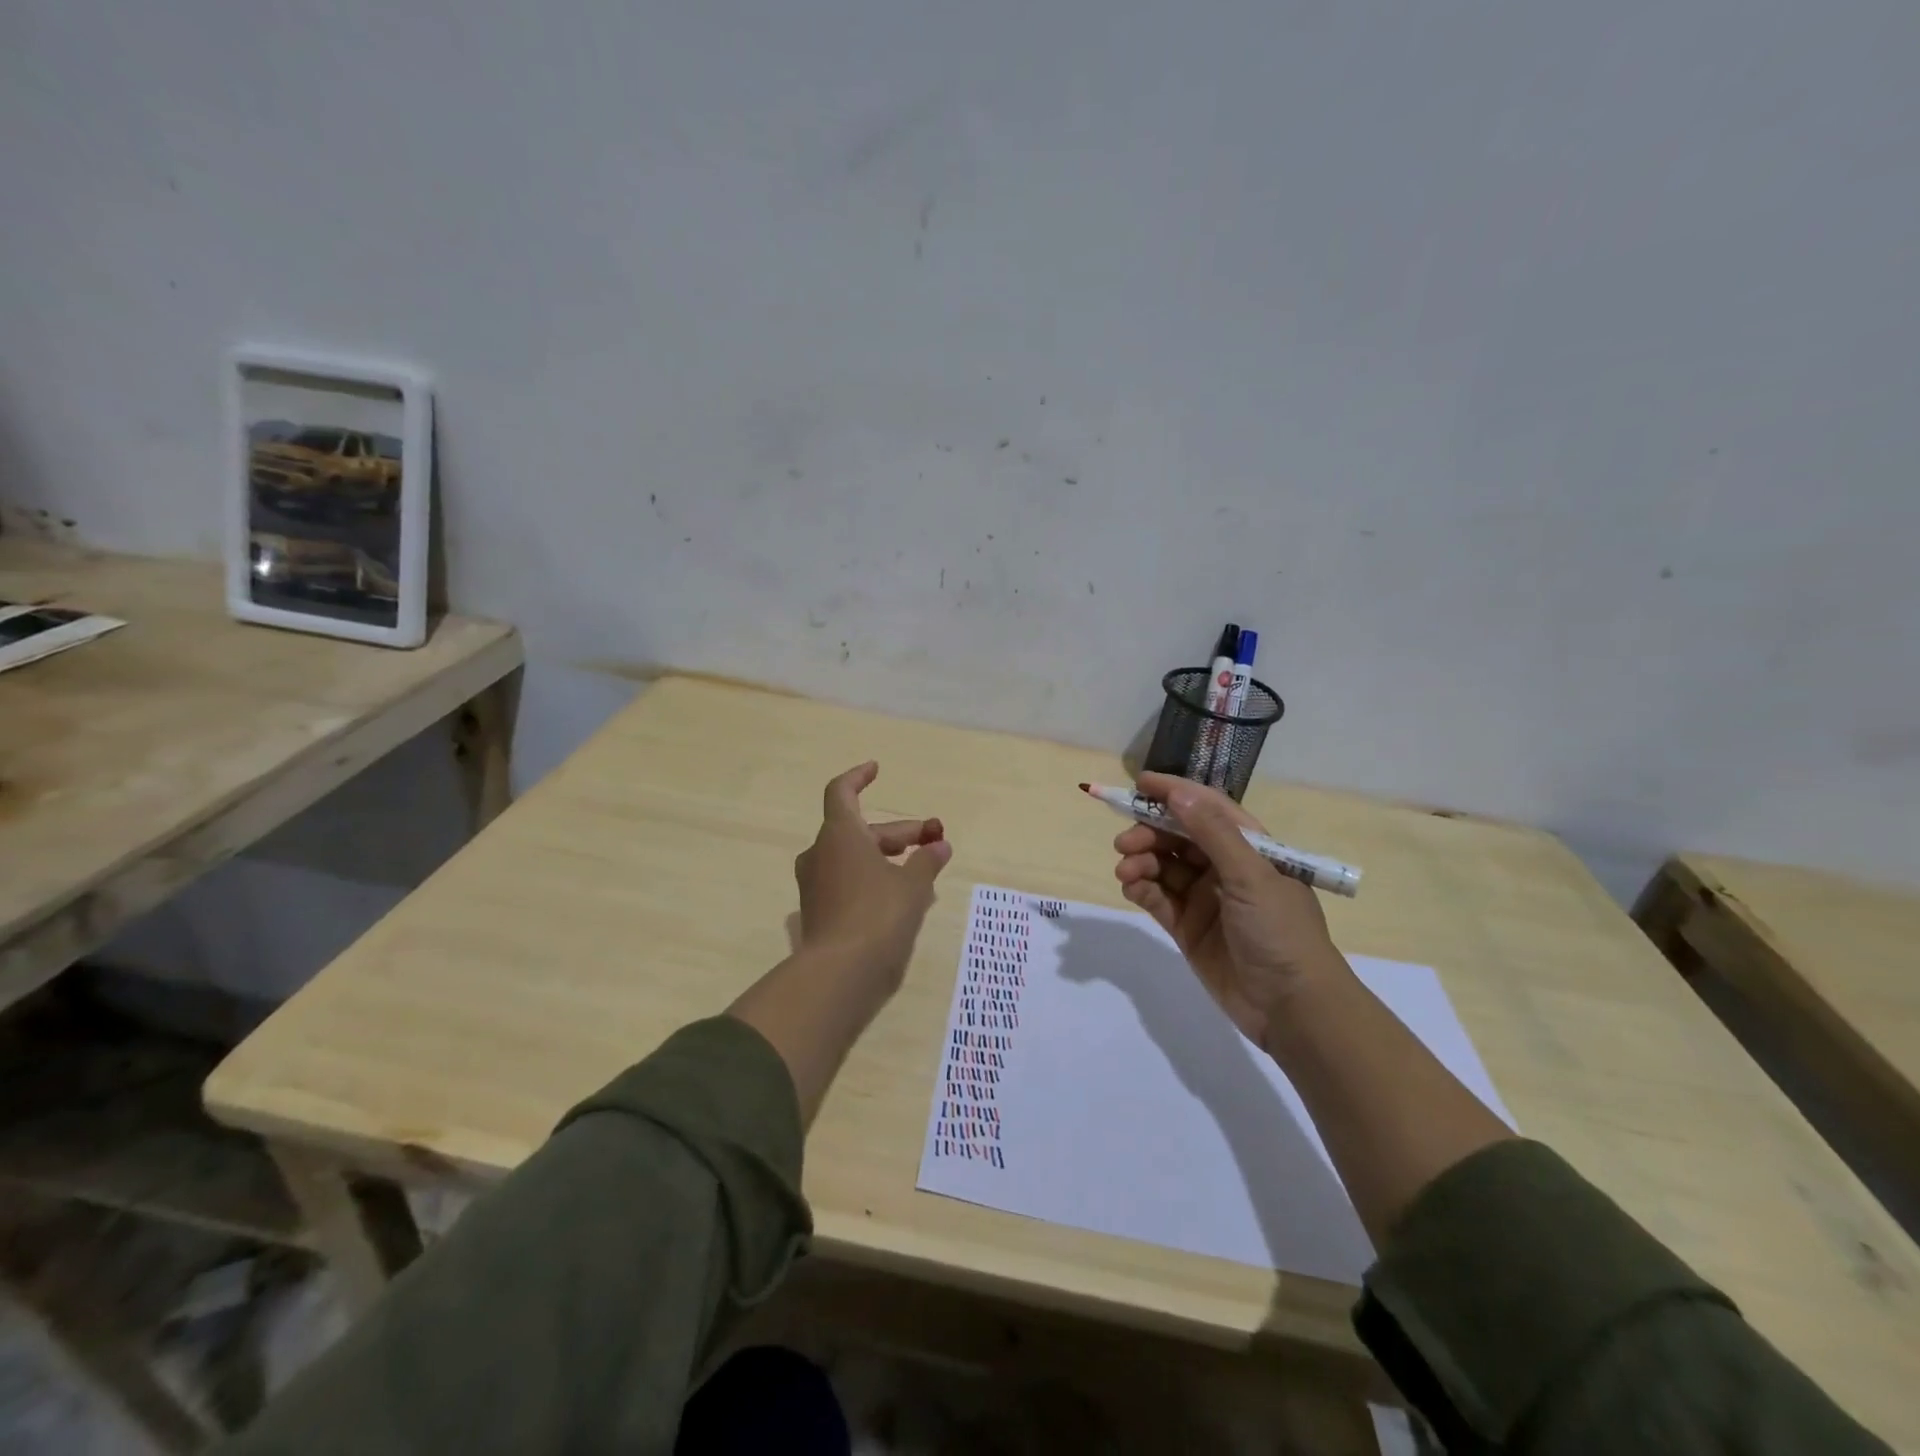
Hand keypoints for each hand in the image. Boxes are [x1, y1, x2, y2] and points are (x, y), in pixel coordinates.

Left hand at [794, 761, 952, 989]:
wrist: (840, 974)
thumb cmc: (878, 915)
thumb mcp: (912, 885)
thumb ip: (926, 861)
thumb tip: (940, 846)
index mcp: (840, 835)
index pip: (842, 792)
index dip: (859, 778)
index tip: (876, 769)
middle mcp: (821, 853)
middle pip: (860, 830)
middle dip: (899, 833)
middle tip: (935, 840)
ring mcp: (816, 884)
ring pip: (855, 858)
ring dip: (887, 857)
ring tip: (924, 870)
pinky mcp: (819, 911)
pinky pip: (848, 882)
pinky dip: (873, 879)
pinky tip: (902, 896)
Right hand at [1112, 771, 1345, 1050]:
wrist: (1292, 1007)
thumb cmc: (1280, 930)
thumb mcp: (1250, 875)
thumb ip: (1211, 832)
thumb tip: (1177, 792)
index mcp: (1250, 848)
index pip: (1207, 808)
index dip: (1174, 793)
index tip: (1139, 783)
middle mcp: (1225, 868)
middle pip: (1178, 837)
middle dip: (1149, 833)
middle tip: (1124, 843)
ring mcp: (1205, 898)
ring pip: (1163, 867)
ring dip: (1141, 861)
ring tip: (1126, 871)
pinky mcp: (1188, 927)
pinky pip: (1158, 898)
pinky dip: (1142, 889)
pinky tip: (1132, 888)